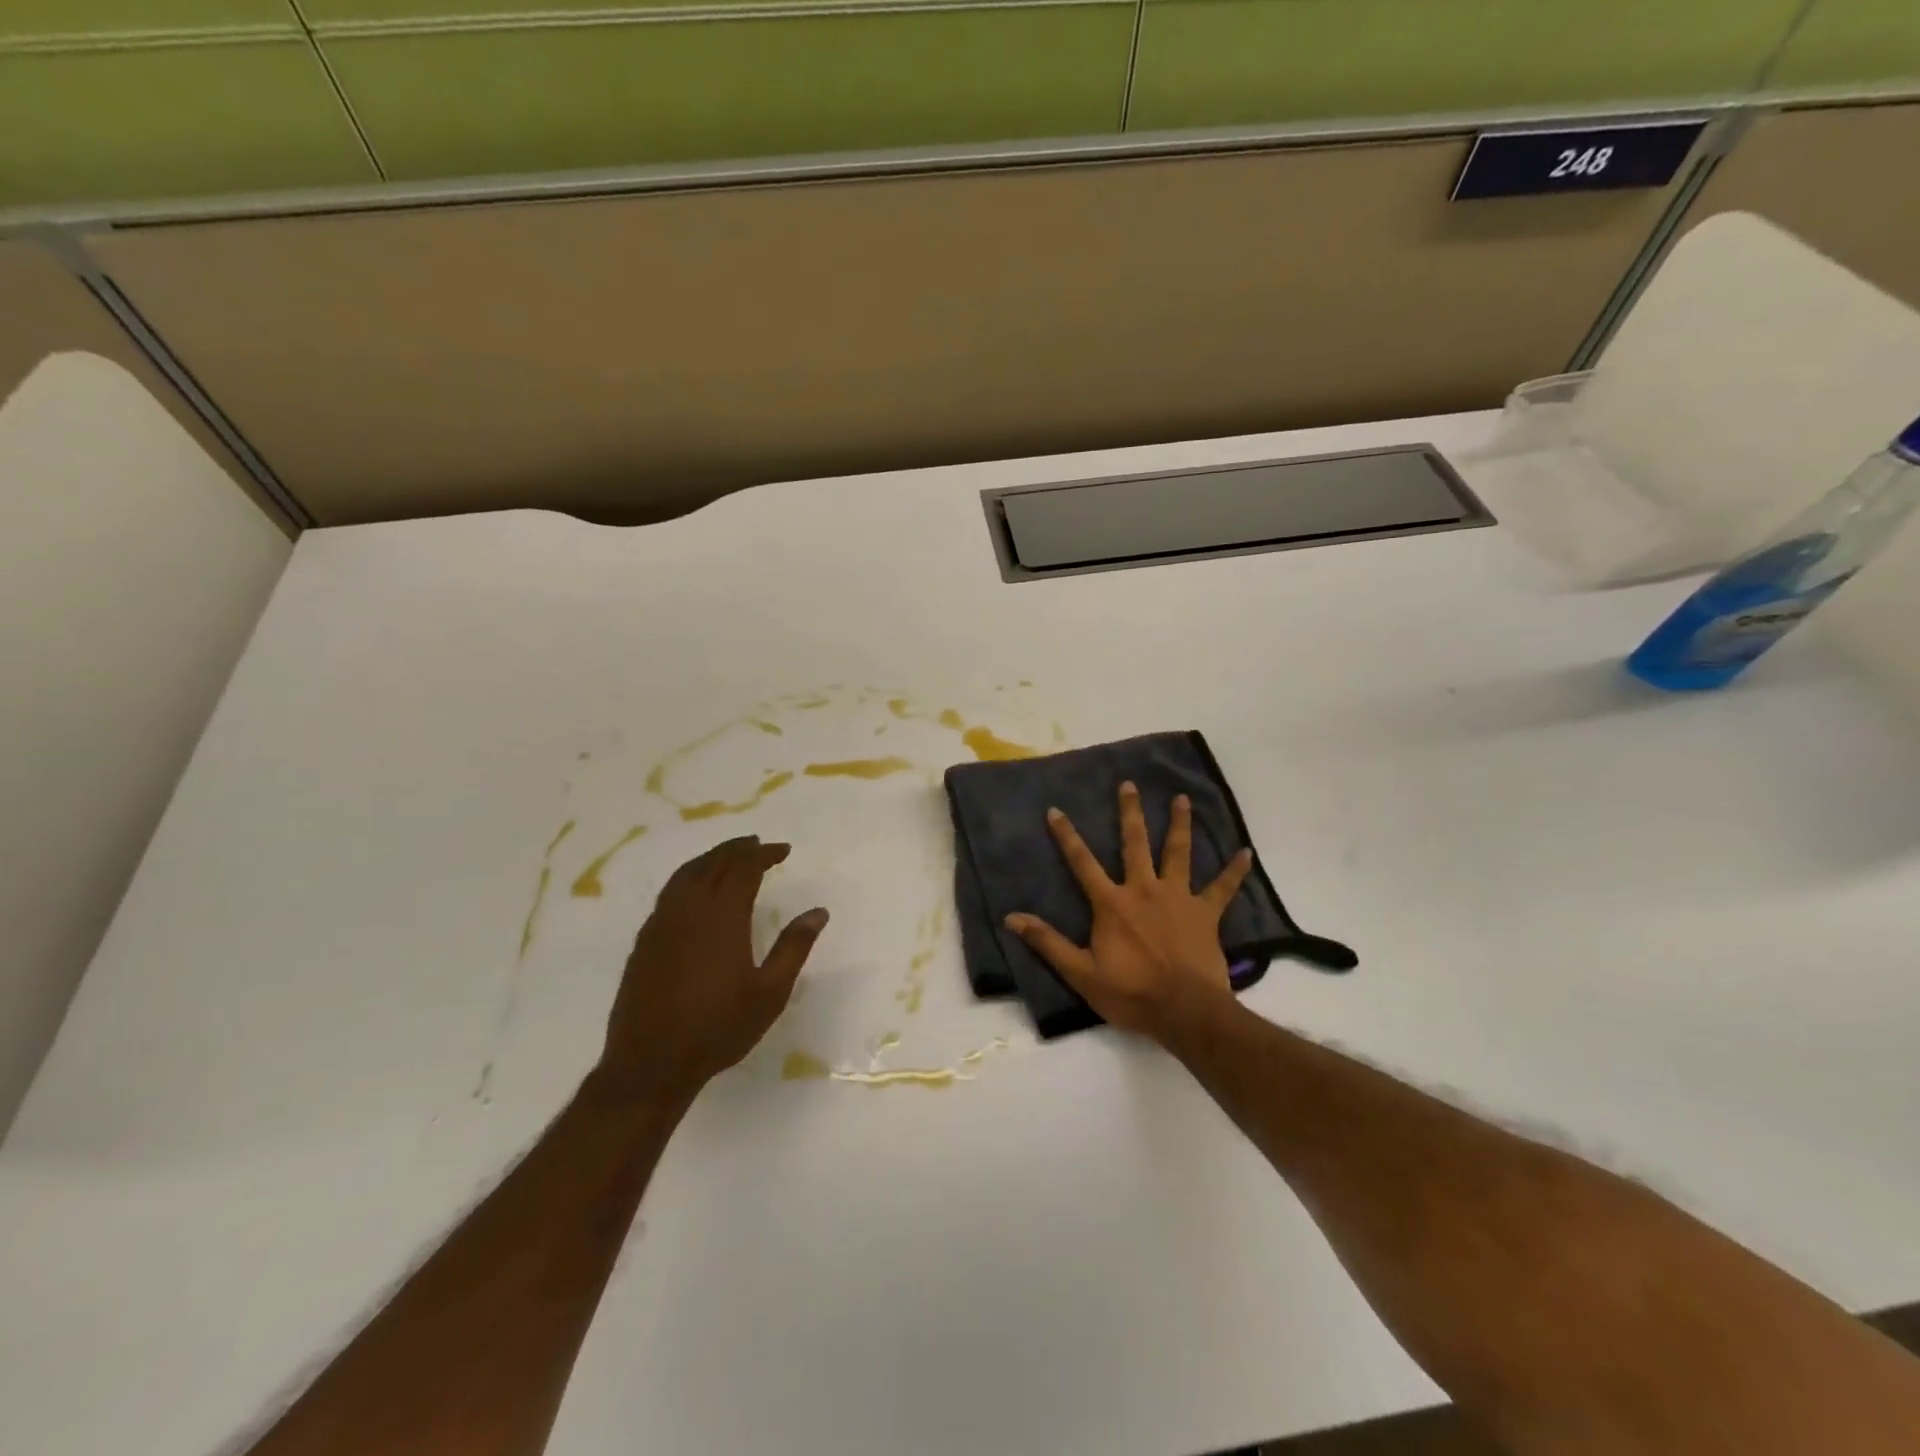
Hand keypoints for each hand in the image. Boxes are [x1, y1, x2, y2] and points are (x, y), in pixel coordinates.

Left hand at [597, 836, 827, 1104]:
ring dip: (710, 858)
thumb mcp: (770, 992)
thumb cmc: (718, 1028)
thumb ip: (794, 947)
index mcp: (722, 916)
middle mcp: (689, 909)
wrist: (650, 1063)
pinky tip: (694, 892)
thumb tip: (819, 911)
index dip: (764, 853)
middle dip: (738, 849)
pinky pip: (669, 893)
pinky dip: (688, 878)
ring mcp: (661, 923)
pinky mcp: (645, 941)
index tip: (783, 850)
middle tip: (758, 844)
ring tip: (728, 857)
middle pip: (714, 863)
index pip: (744, 867)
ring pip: (686, 874)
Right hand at [1005, 782, 1251, 1043]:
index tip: (1056, 810)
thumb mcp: (1081, 973)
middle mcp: (1144, 890)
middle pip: (1135, 843)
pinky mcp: (1206, 913)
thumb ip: (1048, 942)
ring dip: (1179, 824)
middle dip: (1130, 812)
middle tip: (1129, 784)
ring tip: (1181, 798)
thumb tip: (1012, 918)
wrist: (1185, 1011)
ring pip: (1178, 853)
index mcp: (1112, 904)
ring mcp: (1178, 898)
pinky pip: (1223, 888)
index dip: (1067, 836)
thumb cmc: (1131, 993)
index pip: (1082, 863)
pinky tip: (1246, 852)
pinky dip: (1235, 870)